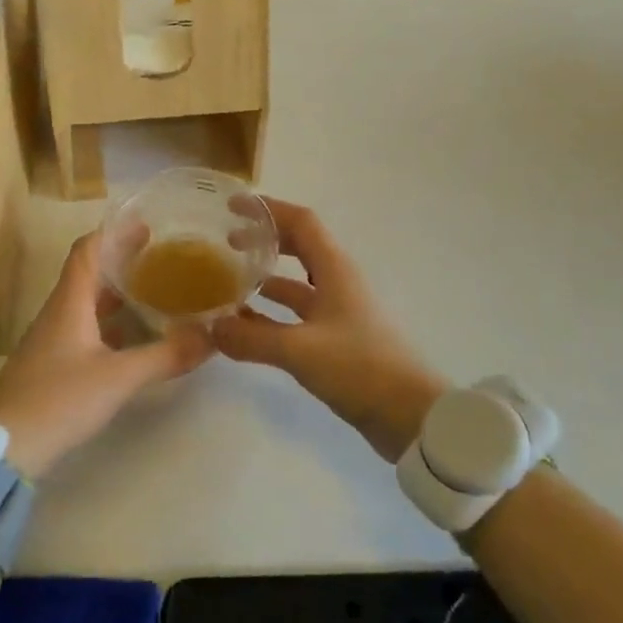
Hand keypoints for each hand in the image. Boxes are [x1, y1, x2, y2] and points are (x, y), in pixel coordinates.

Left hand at [0, 231, 212, 477]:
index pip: (87, 250)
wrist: (4, 448)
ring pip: (88, 303)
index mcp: (69, 302)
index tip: (146, 224)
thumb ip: (165, 356)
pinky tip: (135, 337)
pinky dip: (112, 323)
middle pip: (90, 273)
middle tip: (163, 257)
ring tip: (156, 291)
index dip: (114, 232)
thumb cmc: (58, 400)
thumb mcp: (118, 377)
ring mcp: (53, 340)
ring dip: (119, 293)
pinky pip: (86, 329)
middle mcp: (59, 313)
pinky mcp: (53, 365)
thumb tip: (210, 336)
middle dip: (124, 261)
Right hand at [214, 199, 446, 459]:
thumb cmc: (360, 368)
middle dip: (263, 240)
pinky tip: (246, 325)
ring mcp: (338, 312)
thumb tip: (211, 327)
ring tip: (228, 282)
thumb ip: (252, 337)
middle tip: (226, 242)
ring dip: (264, 278)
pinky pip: (297, 315)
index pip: (300, 222)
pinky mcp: (337, 340)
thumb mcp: (300, 350)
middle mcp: (337, 283)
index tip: (232, 206)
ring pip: (295, 284)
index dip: (267, 209)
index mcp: (334, 270)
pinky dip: (271, 314)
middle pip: (298, 246)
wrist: (411, 416)